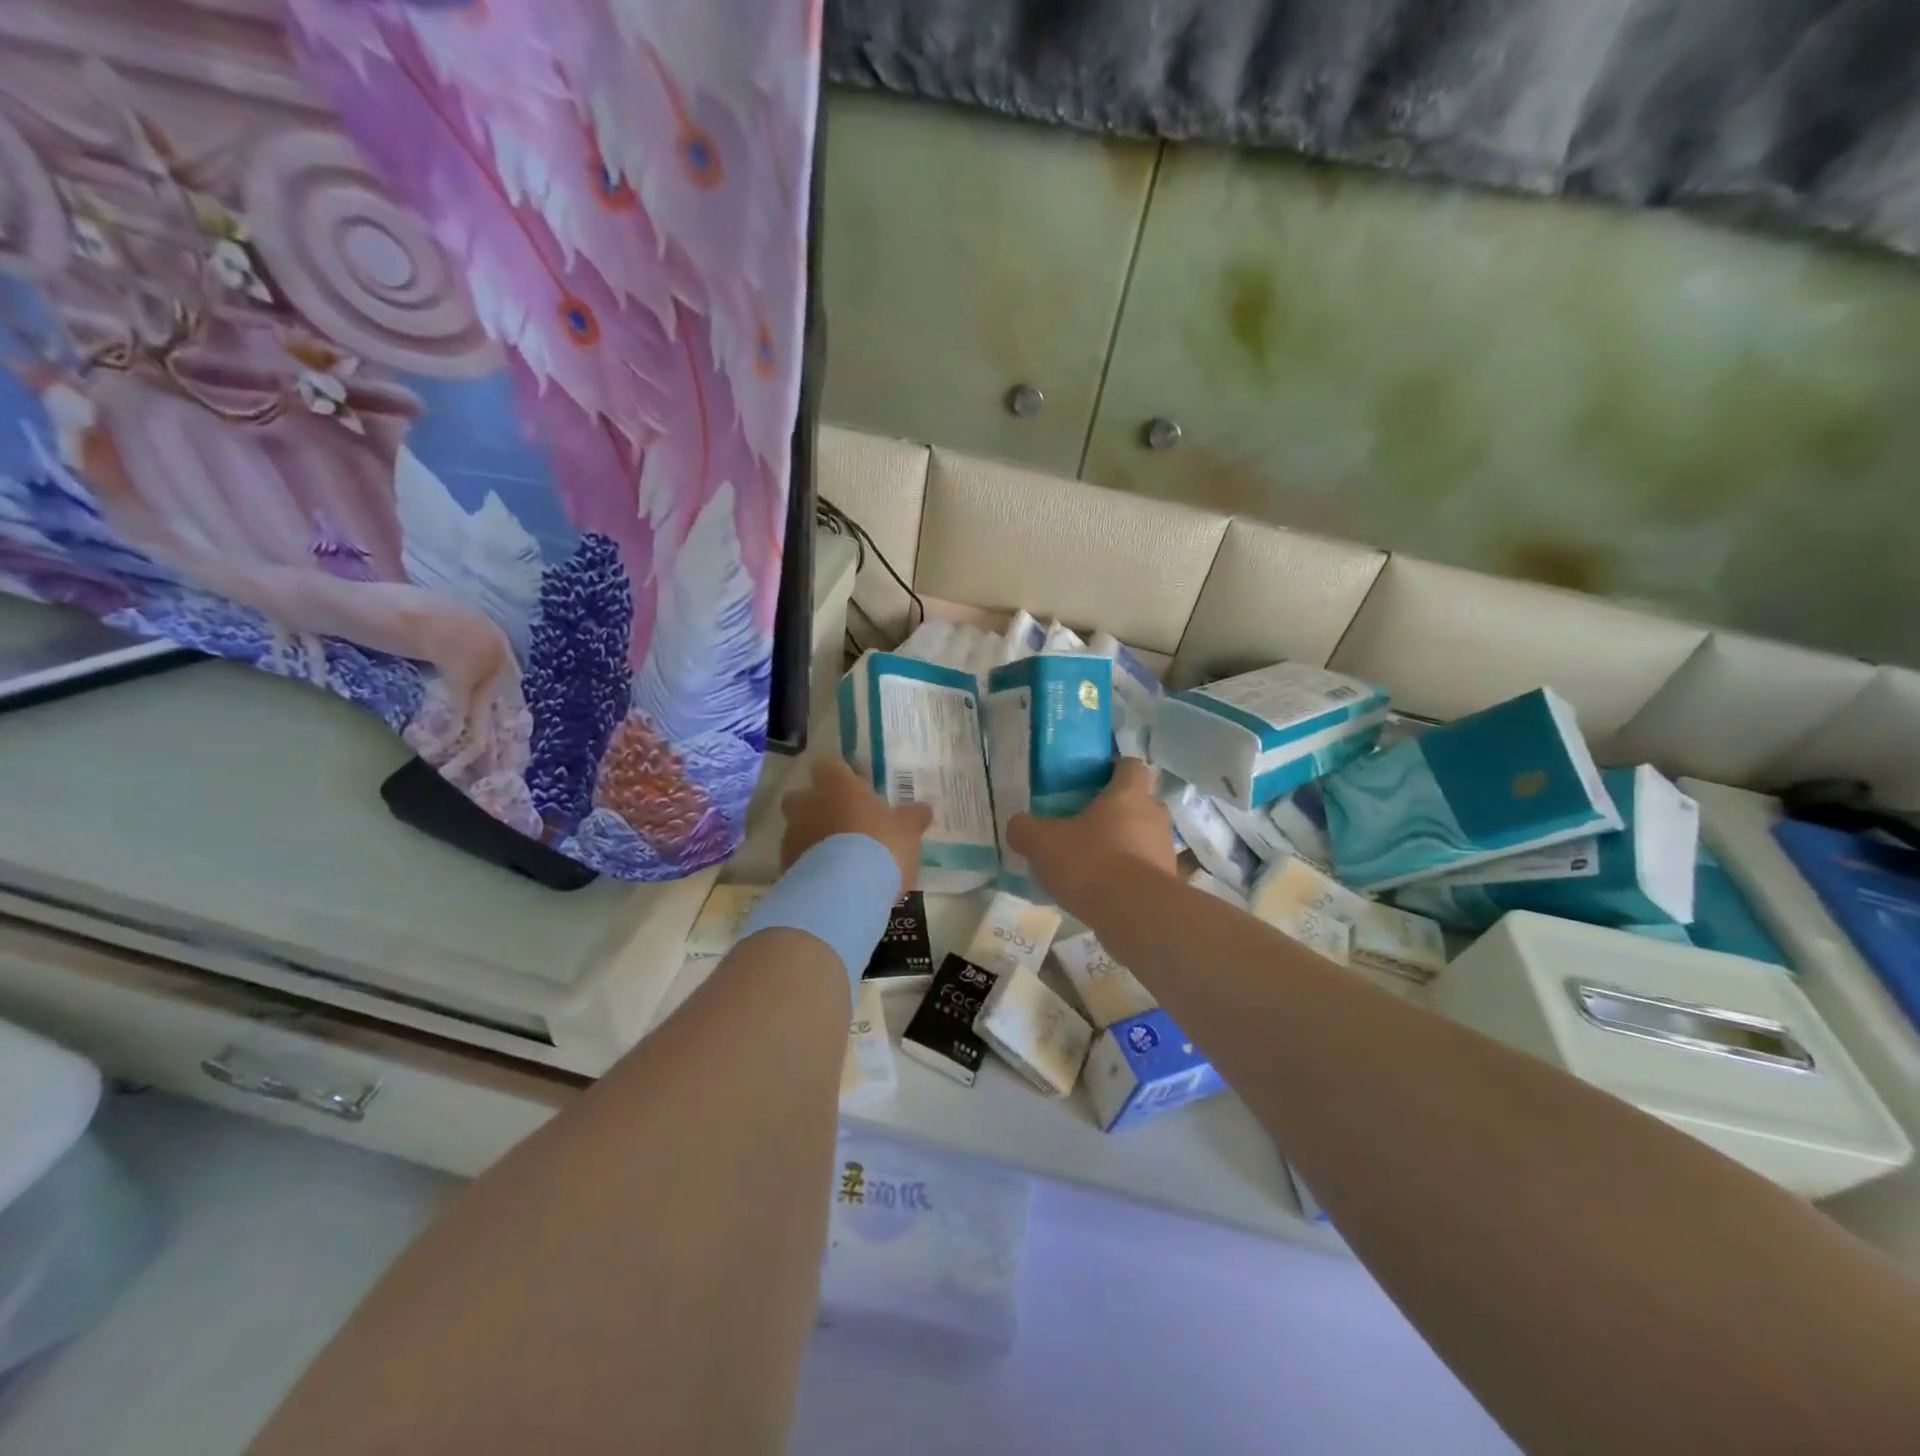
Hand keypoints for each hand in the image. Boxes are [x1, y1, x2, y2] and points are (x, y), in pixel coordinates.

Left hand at [781, 757, 932, 892]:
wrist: (841, 895)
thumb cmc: (879, 848)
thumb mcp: (908, 831)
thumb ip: (913, 816)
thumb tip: (922, 809)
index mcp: (837, 786)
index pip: (830, 764)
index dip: (842, 775)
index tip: (856, 787)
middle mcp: (808, 804)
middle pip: (803, 796)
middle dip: (817, 805)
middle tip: (843, 821)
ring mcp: (792, 836)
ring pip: (798, 828)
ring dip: (814, 837)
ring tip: (840, 859)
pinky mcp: (785, 867)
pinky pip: (798, 859)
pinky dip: (810, 866)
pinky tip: (831, 881)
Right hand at [1007, 758, 1176, 918]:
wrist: (1135, 914)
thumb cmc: (1091, 862)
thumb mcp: (1043, 843)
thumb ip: (1025, 829)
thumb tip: (1018, 827)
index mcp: (1128, 794)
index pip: (1131, 765)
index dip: (1114, 768)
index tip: (1093, 780)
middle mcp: (1154, 815)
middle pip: (1139, 802)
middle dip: (1116, 811)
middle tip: (1085, 824)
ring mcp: (1166, 850)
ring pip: (1143, 838)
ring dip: (1123, 845)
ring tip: (1092, 863)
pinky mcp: (1168, 884)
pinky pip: (1145, 871)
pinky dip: (1128, 876)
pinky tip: (1103, 891)